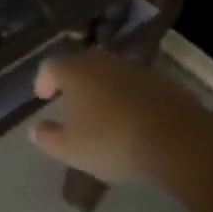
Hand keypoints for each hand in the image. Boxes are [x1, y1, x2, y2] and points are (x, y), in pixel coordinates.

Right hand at [29, 48, 188, 185]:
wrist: (177, 139)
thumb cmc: (113, 141)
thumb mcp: (72, 150)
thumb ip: (48, 138)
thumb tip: (35, 130)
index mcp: (75, 72)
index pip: (50, 67)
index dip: (44, 81)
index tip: (44, 97)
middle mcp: (102, 62)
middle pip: (81, 65)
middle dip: (74, 82)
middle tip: (72, 103)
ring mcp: (134, 68)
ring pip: (110, 74)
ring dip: (103, 89)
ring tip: (104, 113)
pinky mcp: (162, 80)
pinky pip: (136, 85)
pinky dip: (129, 96)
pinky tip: (133, 119)